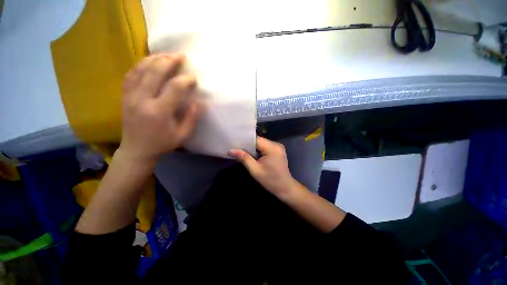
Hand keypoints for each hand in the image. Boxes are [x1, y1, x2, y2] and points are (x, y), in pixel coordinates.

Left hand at [118, 53, 202, 162]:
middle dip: (169, 61)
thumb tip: (202, 102)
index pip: (174, 88)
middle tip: (180, 56)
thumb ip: (192, 117)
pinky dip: (140, 65)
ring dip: (154, 59)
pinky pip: (131, 75)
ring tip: (166, 55)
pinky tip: (149, 62)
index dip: (186, 80)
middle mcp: (142, 99)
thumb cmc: (162, 143)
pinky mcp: (124, 96)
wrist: (136, 150)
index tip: (194, 77)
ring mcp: (130, 96)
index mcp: (159, 111)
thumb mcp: (182, 134)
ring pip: (140, 70)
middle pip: (154, 72)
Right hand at [229, 136, 298, 198]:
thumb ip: (244, 158)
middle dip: (248, 145)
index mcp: (272, 148)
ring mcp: (278, 147)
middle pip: (259, 141)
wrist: (285, 188)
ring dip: (253, 148)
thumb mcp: (255, 170)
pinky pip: (265, 147)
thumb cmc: (270, 181)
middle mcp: (276, 144)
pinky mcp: (277, 151)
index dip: (245, 141)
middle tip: (236, 148)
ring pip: (261, 144)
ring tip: (242, 151)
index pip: (256, 139)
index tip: (234, 143)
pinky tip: (252, 154)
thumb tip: (231, 150)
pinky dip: (258, 150)